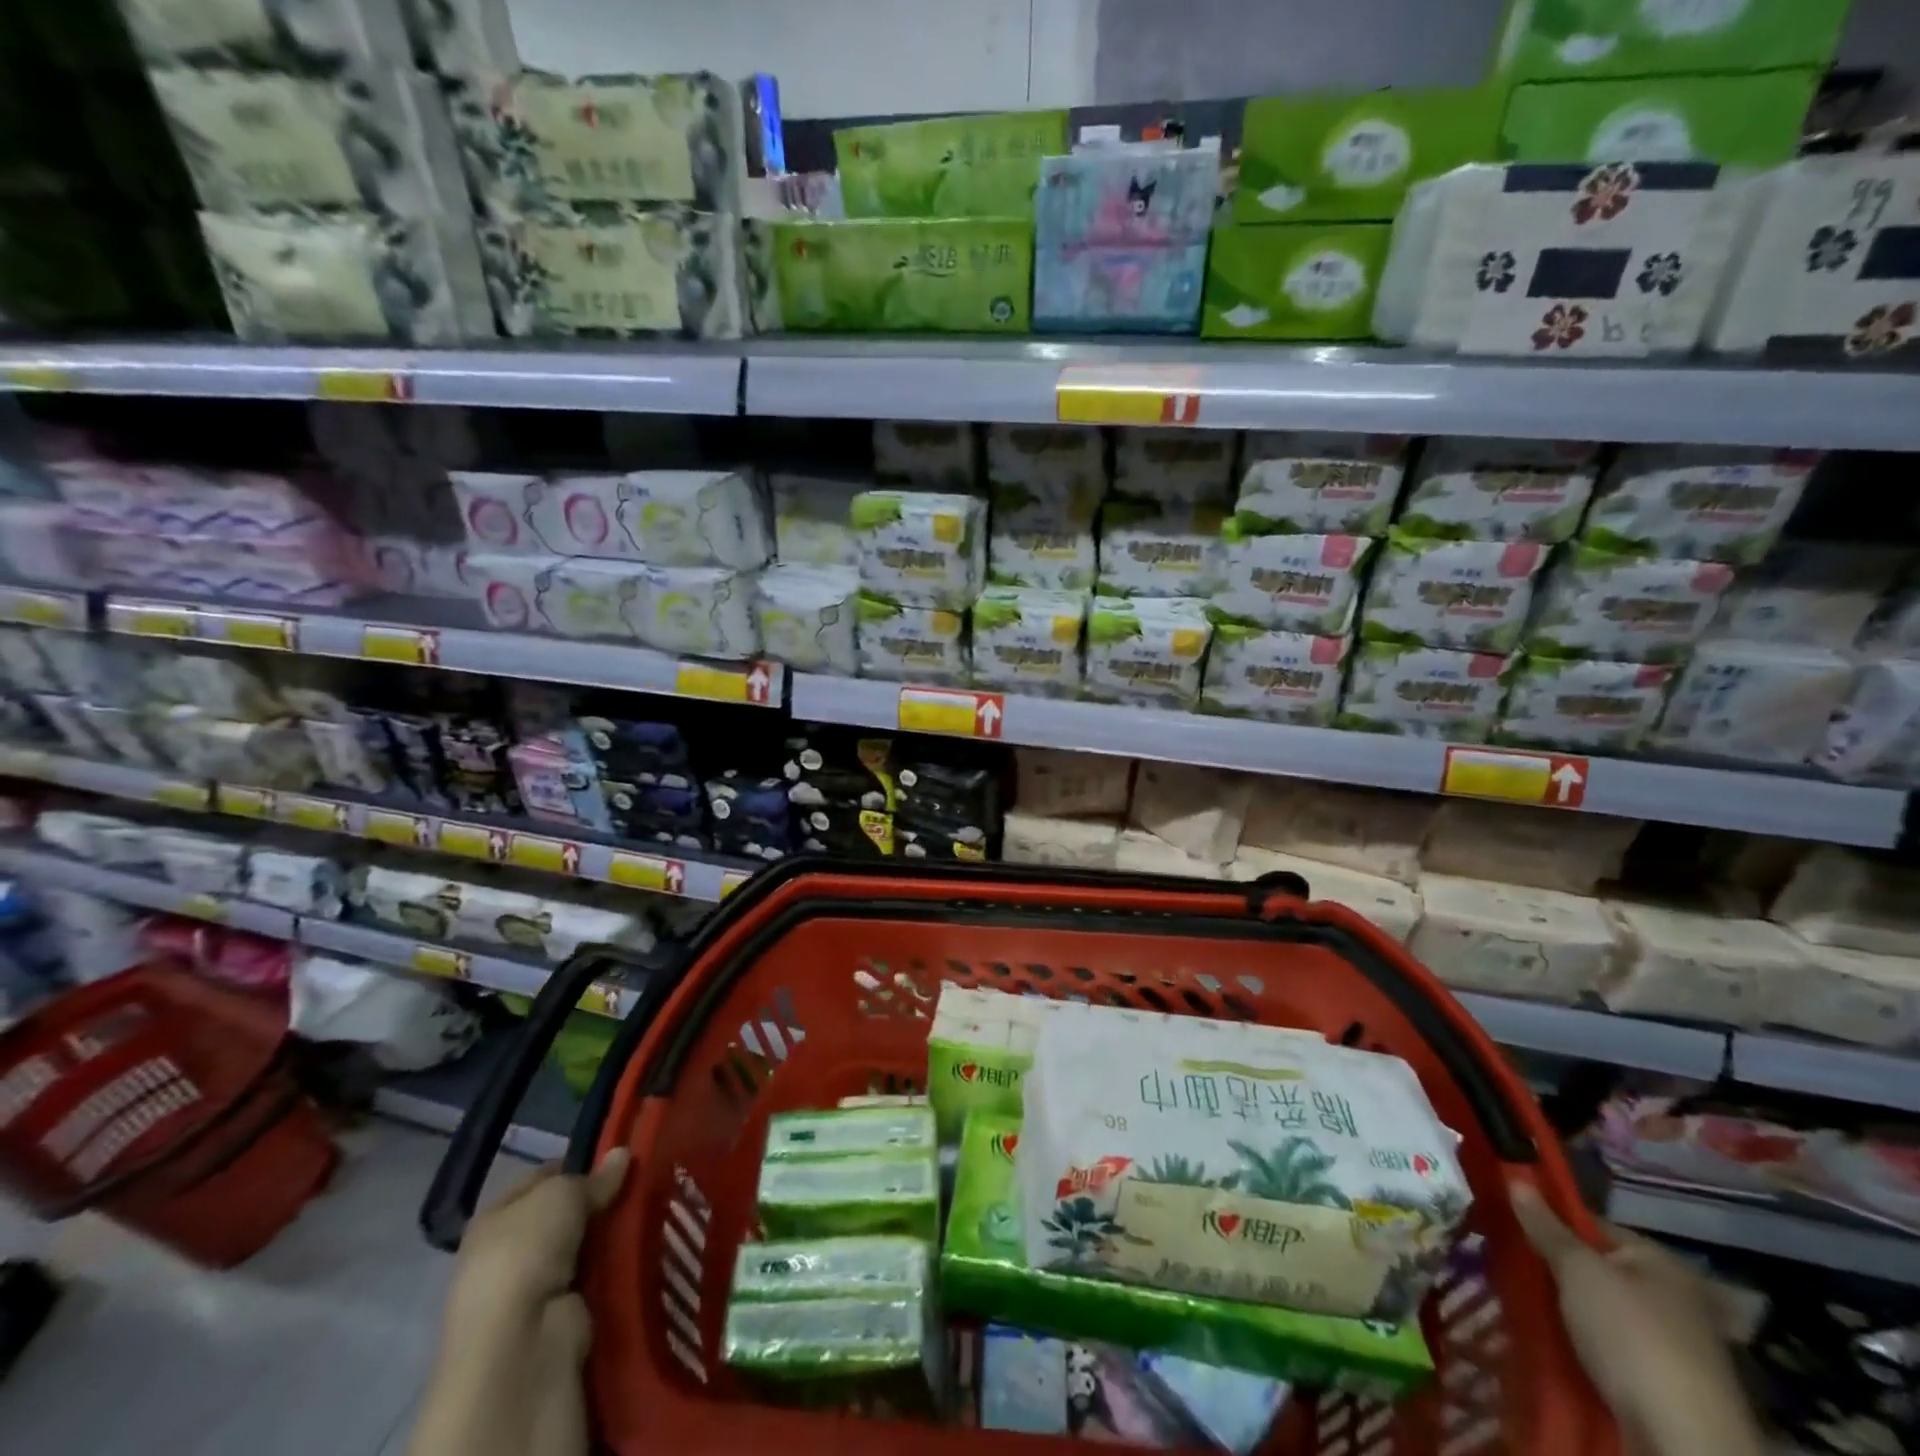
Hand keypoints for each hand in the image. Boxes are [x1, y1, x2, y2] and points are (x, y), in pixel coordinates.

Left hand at [409, 1150, 629, 1455]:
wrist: (521, 1343)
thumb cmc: (525, 1253)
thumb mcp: (560, 1194)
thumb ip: (593, 1176)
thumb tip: (622, 1155)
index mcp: (495, 1217)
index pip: (542, 1176)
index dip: (579, 1161)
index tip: (620, 1154)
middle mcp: (510, 1251)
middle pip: (568, 1213)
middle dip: (603, 1200)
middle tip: (647, 1179)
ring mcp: (537, 1286)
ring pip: (588, 1245)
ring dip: (615, 1233)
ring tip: (658, 1207)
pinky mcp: (564, 1315)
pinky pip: (600, 1277)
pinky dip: (620, 1265)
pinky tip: (650, 1244)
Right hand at [1511, 1181, 1764, 1455]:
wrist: (1682, 1441)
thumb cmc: (1631, 1335)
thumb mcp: (1578, 1270)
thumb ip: (1545, 1226)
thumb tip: (1516, 1178)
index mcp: (1661, 1263)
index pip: (1591, 1224)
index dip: (1548, 1220)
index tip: (1507, 1221)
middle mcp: (1670, 1297)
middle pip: (1593, 1268)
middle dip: (1551, 1267)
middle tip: (1505, 1259)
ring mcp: (1667, 1343)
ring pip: (1594, 1309)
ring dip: (1560, 1306)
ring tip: (1514, 1296)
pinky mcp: (1657, 1381)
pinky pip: (1604, 1345)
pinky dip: (1576, 1340)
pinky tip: (1544, 1335)